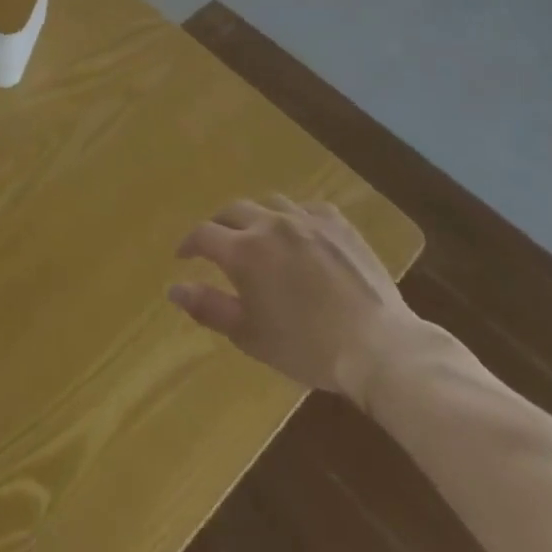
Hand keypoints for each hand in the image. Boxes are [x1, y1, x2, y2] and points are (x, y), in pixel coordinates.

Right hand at [169, 197, 421, 406]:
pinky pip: (307, 209)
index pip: (203, 235)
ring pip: (269, 203)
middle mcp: (270, 224)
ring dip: (255, 216)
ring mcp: (306, 219)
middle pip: (233, 211)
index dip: (189, 244)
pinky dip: (294, 218)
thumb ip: (208, 307)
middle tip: (217, 245)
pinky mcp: (338, 223)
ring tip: (257, 235)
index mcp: (244, 251)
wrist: (378, 346)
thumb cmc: (306, 347)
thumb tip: (174, 288)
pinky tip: (299, 235)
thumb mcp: (249, 335)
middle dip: (219, 225)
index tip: (184, 256)